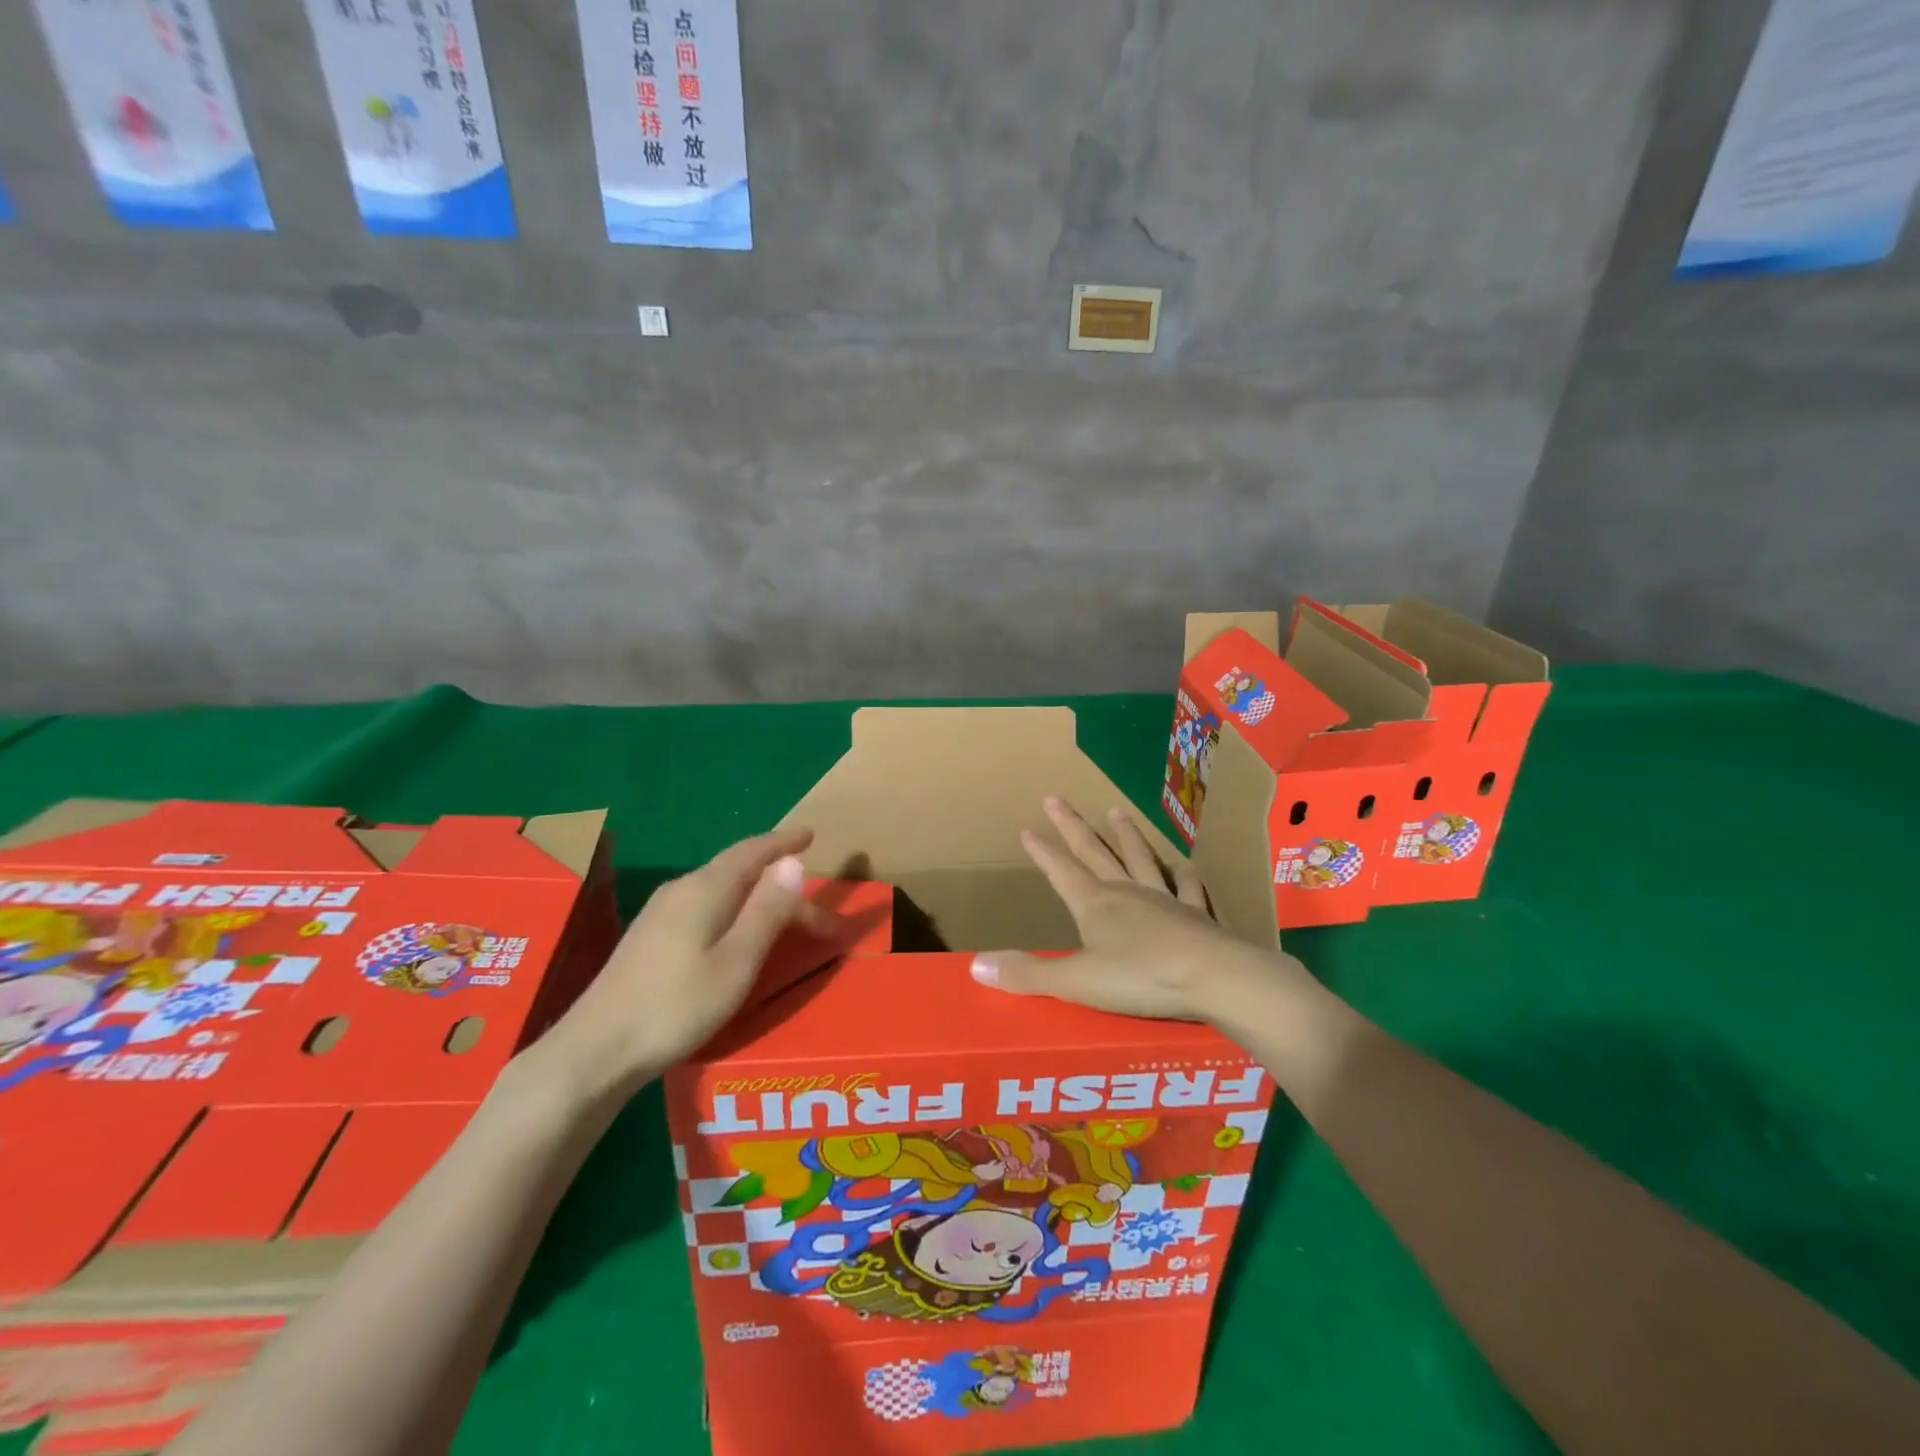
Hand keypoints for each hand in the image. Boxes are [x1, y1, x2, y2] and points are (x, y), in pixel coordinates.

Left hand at [529, 828, 830, 1100]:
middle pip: (739, 871)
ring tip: (785, 917)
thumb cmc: (676, 1006)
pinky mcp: (650, 936)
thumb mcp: (737, 961)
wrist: (596, 1051)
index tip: (811, 835)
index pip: (753, 851)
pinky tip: (738, 932)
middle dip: (782, 885)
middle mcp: (681, 889)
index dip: (784, 843)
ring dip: (759, 897)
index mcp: (705, 888)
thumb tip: (794, 863)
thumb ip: (768, 910)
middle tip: (819, 920)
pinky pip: (706, 904)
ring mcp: (661, 912)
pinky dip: (736, 908)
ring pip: (722, 888)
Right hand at [969, 797, 1302, 1021]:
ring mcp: (1164, 899)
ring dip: (1125, 836)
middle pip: (1094, 852)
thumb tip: (975, 967)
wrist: (1215, 978)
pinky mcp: (1195, 915)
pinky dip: (1182, 873)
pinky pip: (1186, 887)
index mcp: (1095, 905)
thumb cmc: (1141, 979)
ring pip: (1139, 859)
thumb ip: (1027, 974)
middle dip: (1072, 827)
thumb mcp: (1076, 982)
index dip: (1042, 851)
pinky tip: (1182, 863)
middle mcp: (1126, 892)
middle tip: (1056, 798)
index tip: (1027, 828)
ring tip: (1116, 812)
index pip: (1061, 871)